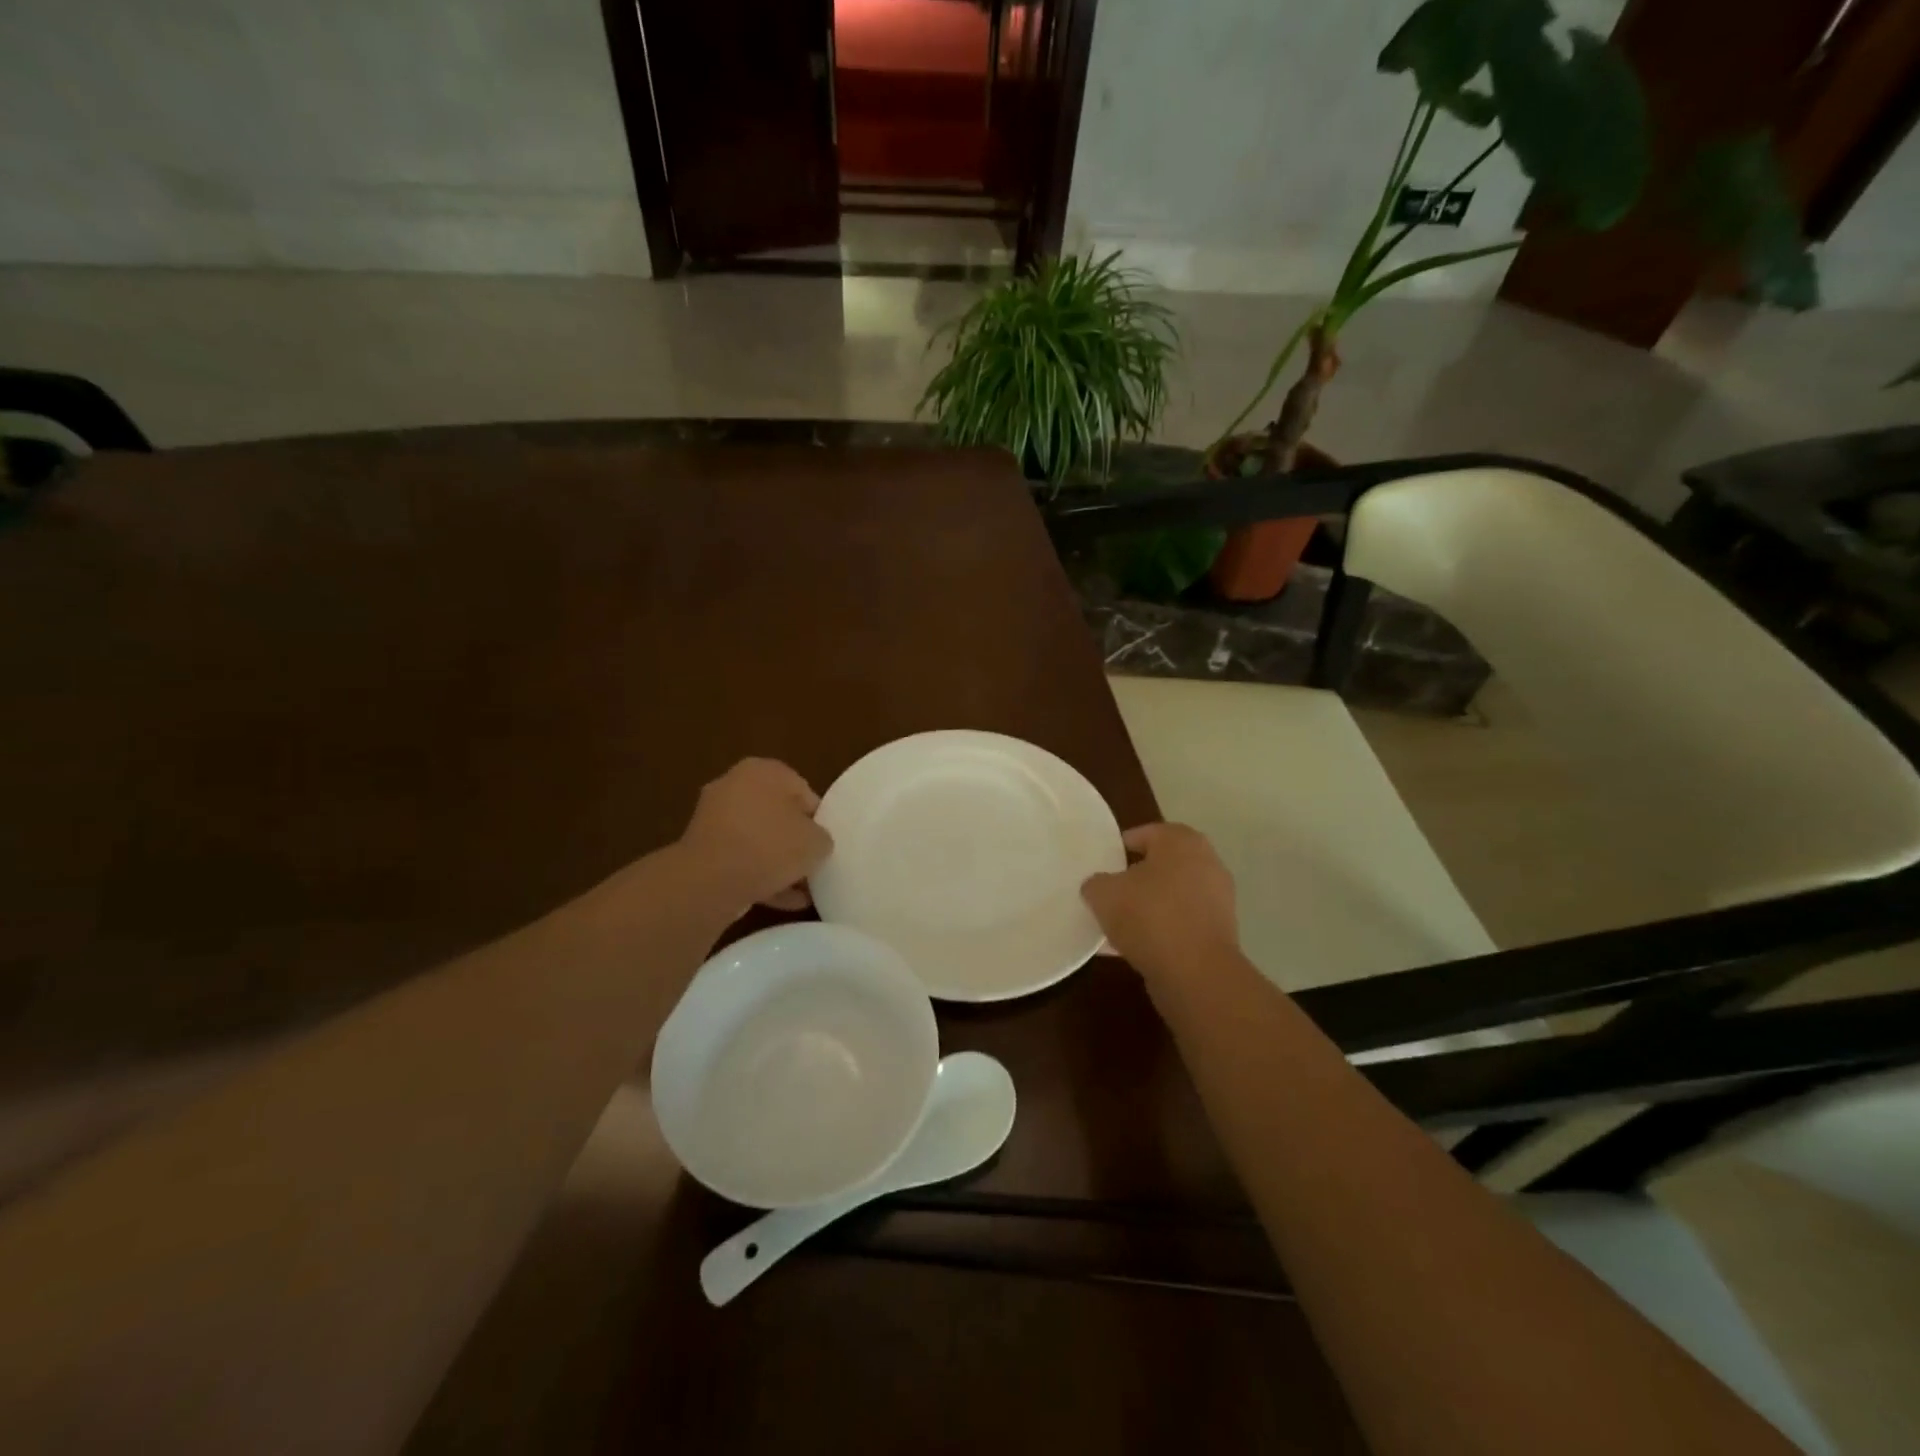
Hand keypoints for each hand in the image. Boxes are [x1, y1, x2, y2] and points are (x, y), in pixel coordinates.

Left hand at [679, 759, 832, 912]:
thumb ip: (821, 837)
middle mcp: (734, 786)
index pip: (802, 790)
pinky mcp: (702, 850)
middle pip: (777, 815)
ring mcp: (713, 819)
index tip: (825, 842)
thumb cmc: (770, 846)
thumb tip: (814, 843)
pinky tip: (783, 900)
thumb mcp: (816, 842)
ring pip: (757, 840)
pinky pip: (739, 860)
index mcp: (763, 770)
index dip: (818, 818)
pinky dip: (760, 876)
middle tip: (813, 864)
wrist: (710, 881)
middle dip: (795, 841)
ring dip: (778, 862)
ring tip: (802, 890)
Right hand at [1081, 823, 1238, 984]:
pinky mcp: (1221, 931)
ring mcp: (1218, 897)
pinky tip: (1135, 948)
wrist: (1197, 973)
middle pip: (1160, 865)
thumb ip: (1095, 883)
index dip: (1118, 849)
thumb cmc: (1150, 916)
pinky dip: (1162, 930)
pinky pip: (1181, 922)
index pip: (1144, 834)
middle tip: (1109, 893)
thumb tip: (1098, 886)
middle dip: (1135, 879)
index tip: (1101, 867)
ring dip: (1148, 907)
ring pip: (1171, 896)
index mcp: (1181, 841)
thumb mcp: (1104, 894)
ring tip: (1118, 926)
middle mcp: (1206, 861)